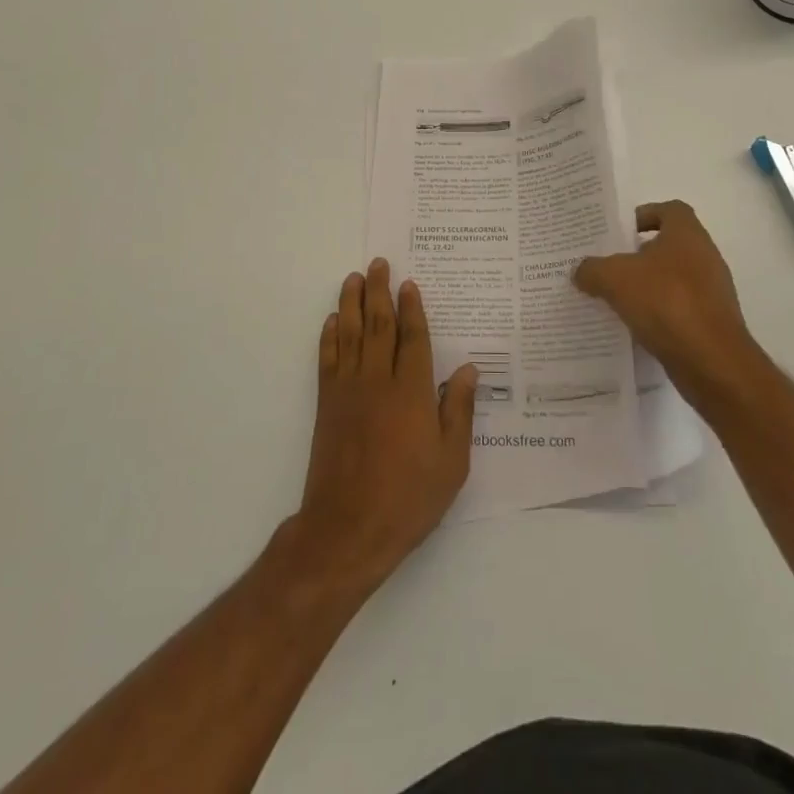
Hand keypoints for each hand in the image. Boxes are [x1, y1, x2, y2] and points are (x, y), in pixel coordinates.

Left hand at [294, 260, 477, 589]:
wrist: (348, 529)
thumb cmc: (408, 498)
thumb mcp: (452, 462)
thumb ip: (459, 411)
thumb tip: (467, 369)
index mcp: (411, 392)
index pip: (412, 337)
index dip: (412, 308)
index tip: (409, 283)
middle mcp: (378, 380)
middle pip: (379, 325)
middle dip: (380, 291)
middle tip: (378, 264)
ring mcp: (348, 390)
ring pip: (350, 334)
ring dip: (352, 303)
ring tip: (354, 278)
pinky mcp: (327, 405)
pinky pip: (327, 359)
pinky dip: (329, 336)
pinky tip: (332, 321)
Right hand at [573, 200, 763, 408]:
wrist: (712, 361)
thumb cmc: (666, 302)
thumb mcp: (615, 279)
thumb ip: (592, 269)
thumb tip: (581, 270)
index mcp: (687, 235)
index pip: (670, 210)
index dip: (646, 215)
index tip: (621, 232)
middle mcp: (705, 257)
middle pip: (669, 246)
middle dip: (639, 255)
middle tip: (609, 266)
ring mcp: (712, 292)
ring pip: (673, 279)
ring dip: (647, 286)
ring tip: (615, 299)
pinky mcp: (712, 323)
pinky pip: (679, 309)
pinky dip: (659, 314)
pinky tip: (635, 327)